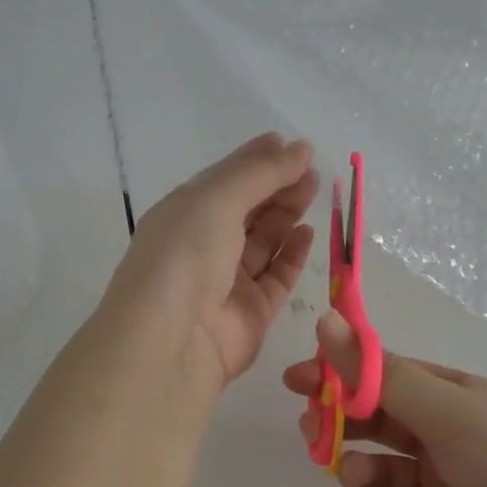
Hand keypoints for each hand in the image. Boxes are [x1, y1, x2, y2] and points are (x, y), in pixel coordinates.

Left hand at [102, 134, 318, 401]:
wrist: (171, 341)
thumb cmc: (186, 255)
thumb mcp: (217, 199)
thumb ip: (261, 172)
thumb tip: (301, 147)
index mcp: (184, 213)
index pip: (225, 180)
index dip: (257, 161)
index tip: (292, 146)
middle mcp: (203, 244)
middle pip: (248, 208)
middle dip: (278, 186)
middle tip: (312, 170)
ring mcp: (227, 281)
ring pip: (264, 241)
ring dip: (288, 214)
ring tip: (315, 190)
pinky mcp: (251, 313)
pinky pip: (276, 277)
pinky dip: (293, 254)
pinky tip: (308, 232)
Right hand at [285, 314, 486, 486]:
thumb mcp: (449, 410)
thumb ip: (381, 375)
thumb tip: (327, 320)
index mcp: (448, 399)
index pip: (381, 376)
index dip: (339, 373)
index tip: (297, 379)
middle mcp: (440, 440)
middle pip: (372, 423)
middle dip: (338, 422)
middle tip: (310, 426)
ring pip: (374, 471)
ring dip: (355, 468)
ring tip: (355, 475)